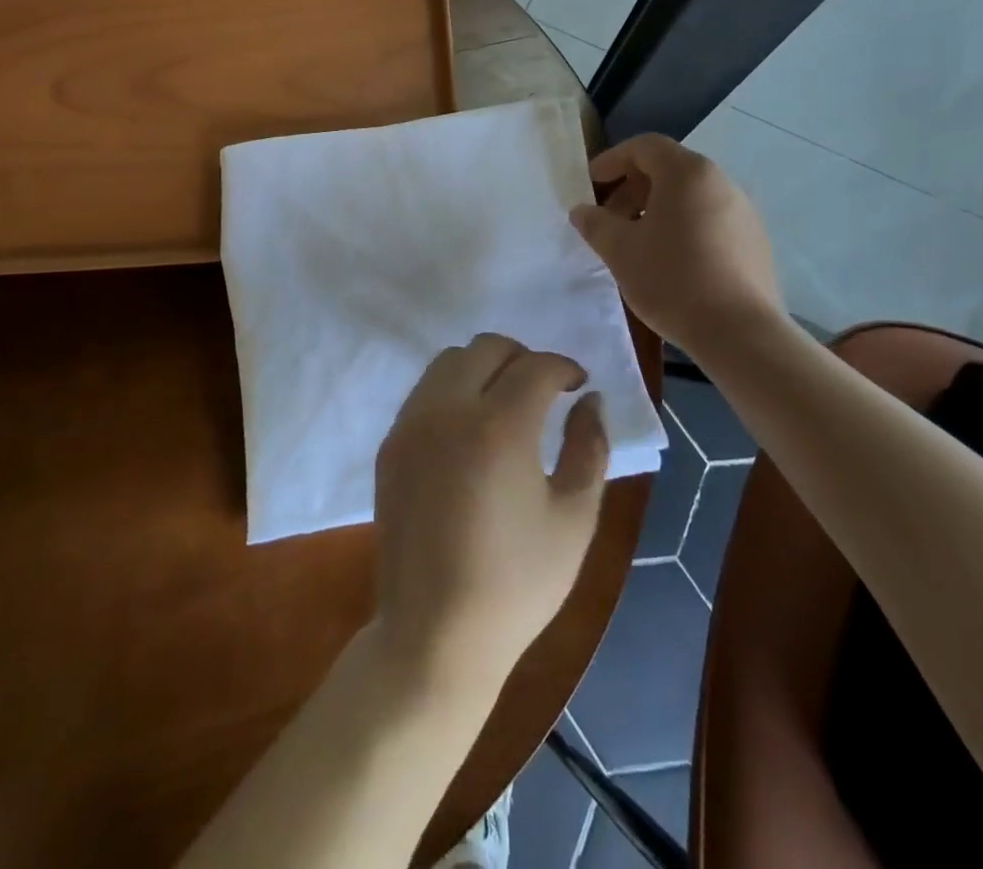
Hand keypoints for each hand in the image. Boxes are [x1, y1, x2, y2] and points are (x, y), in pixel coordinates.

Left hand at [374, 334, 608, 692]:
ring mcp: (411, 425)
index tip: (578, 384)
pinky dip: (452, 390)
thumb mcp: (574, 519)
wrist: (435, 634)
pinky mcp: (390, 444)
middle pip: (485, 347)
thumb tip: (591, 399)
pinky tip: (470, 430)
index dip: (563, 367)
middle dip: (522, 357)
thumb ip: (590, 447)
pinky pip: (424, 392)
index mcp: (497, 427)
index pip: (535, 366)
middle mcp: (447, 410)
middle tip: (544, 390)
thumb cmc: (517, 583)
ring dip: (483, 367)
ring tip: (506, 404)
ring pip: (448, 361)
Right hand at [568, 134, 781, 350]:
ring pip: (690, 197)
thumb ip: (595, 223)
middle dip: (632, 189)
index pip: (645, 147)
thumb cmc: (671, 279)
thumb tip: (582, 211)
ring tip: (636, 244)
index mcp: (688, 173)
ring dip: (656, 211)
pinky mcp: (755, 242)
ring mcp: (743, 212)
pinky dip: (683, 228)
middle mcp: (721, 182)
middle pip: (669, 170)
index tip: (590, 185)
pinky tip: (669, 263)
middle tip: (608, 220)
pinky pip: (710, 221)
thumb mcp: (620, 250)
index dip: (612, 160)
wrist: (739, 333)